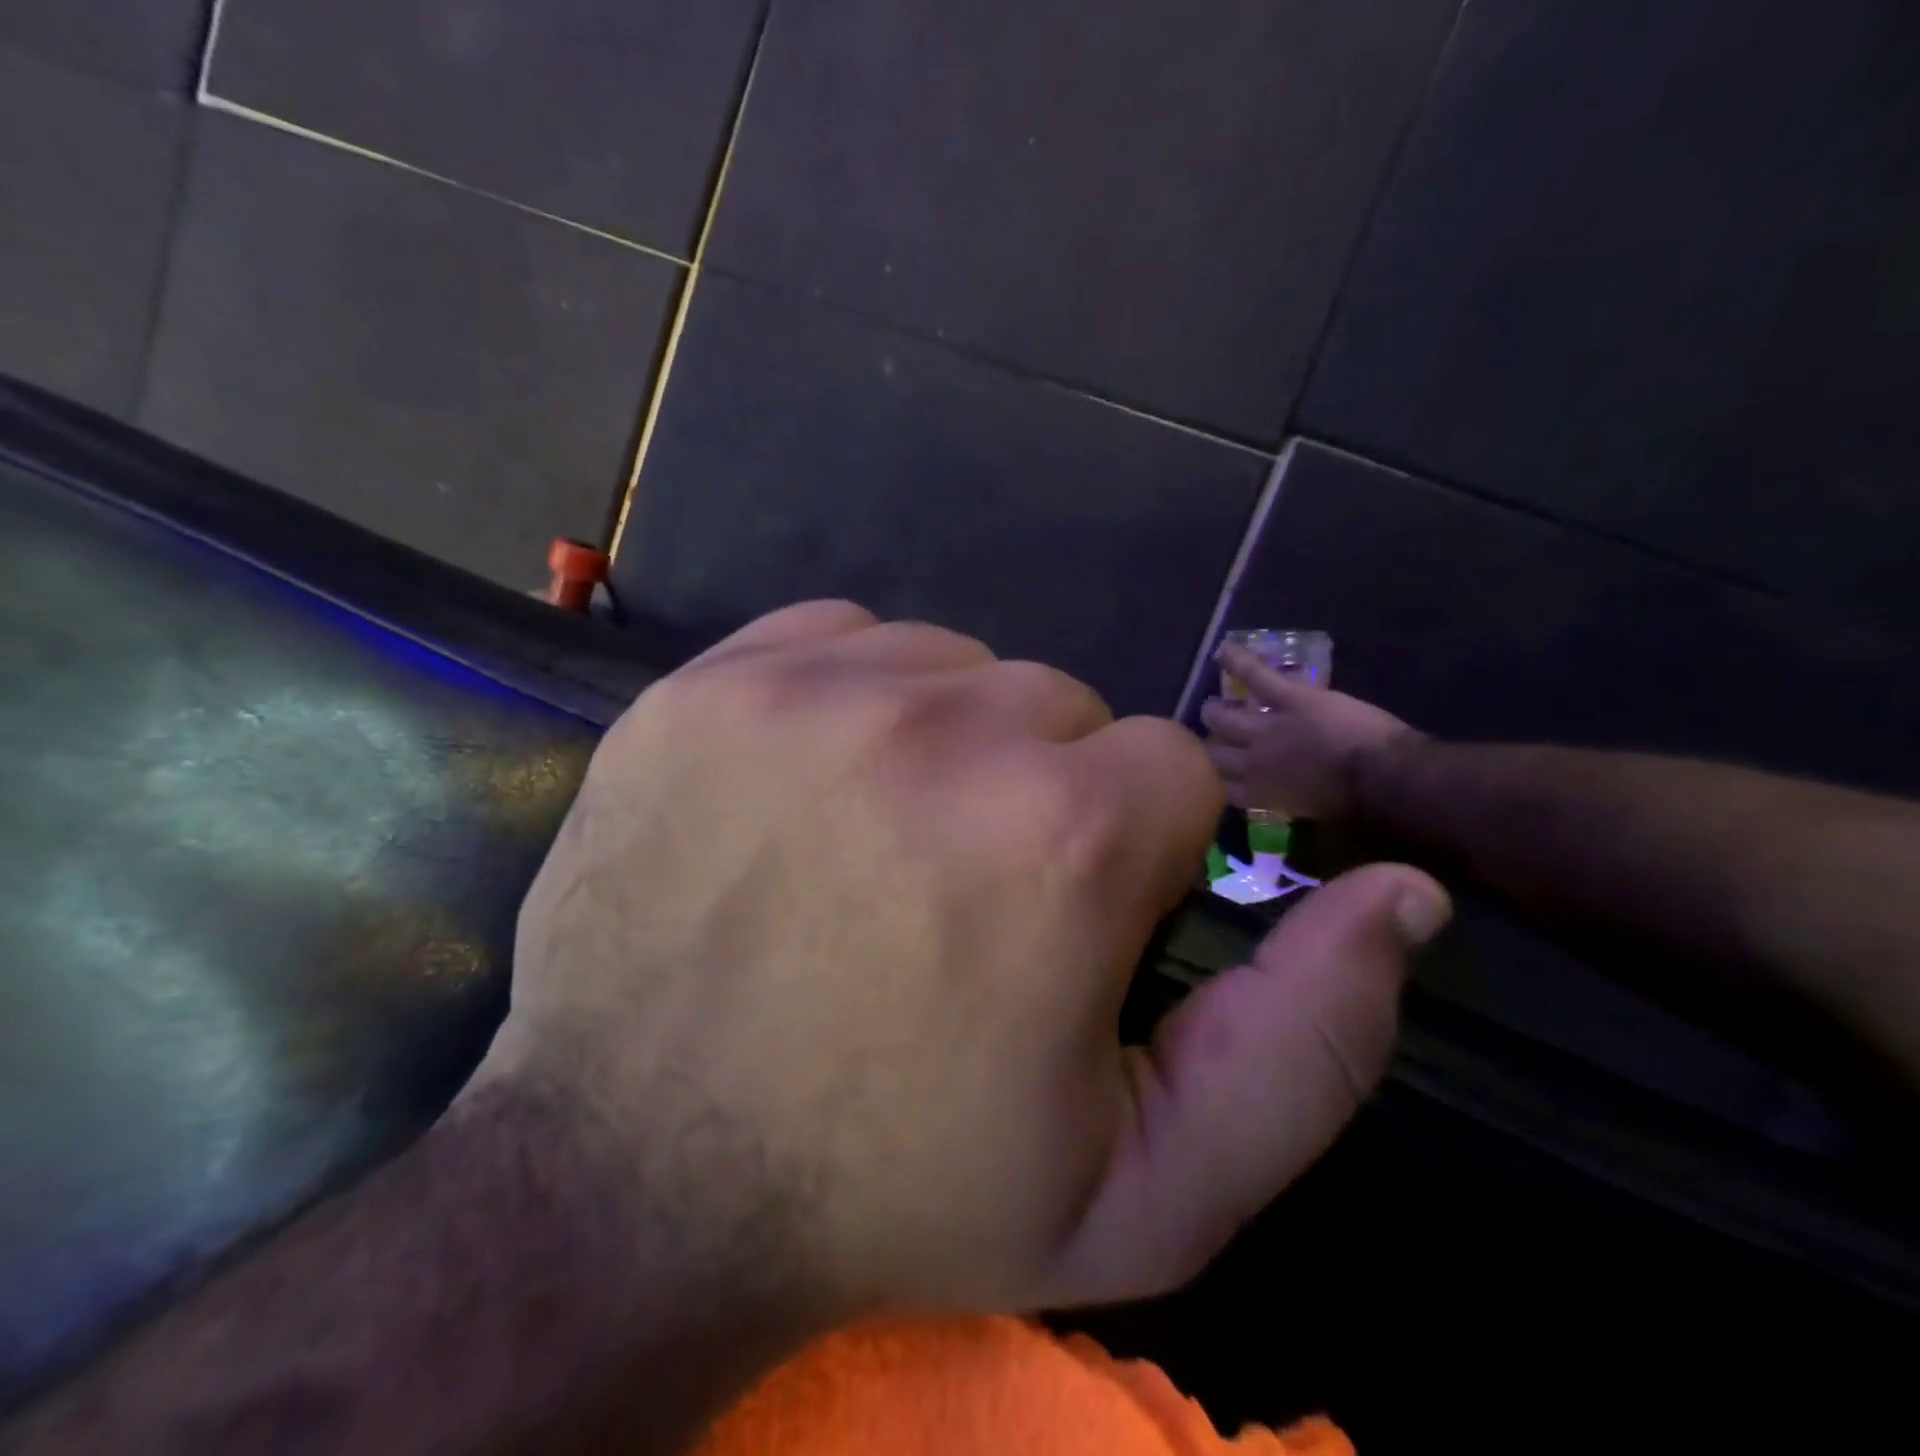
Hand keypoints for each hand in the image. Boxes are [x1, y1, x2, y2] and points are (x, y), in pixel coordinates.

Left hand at [477, 603, 1450, 1323]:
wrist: (634, 1180)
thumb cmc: (898, 1189)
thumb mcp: (1144, 1184)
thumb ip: (1308, 1044)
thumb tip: (1402, 892)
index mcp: (1062, 833)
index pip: (1171, 770)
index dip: (1131, 852)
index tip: (1061, 923)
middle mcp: (939, 725)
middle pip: (1058, 708)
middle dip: (1039, 793)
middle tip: (958, 897)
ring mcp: (805, 689)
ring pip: (952, 666)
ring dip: (945, 742)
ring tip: (879, 848)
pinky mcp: (707, 681)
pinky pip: (840, 638)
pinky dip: (852, 697)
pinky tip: (811, 791)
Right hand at [1201, 642, 1419, 819]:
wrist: (1379, 776)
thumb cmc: (1355, 803)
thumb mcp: (1313, 810)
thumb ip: (1290, 800)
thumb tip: (1286, 793)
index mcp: (1262, 793)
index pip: (1222, 786)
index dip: (1215, 779)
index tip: (1216, 775)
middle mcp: (1252, 762)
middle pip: (1214, 752)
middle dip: (1210, 745)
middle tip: (1213, 737)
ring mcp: (1266, 727)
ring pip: (1223, 717)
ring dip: (1215, 711)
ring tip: (1210, 705)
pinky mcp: (1288, 698)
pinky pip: (1255, 677)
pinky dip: (1238, 662)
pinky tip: (1222, 651)